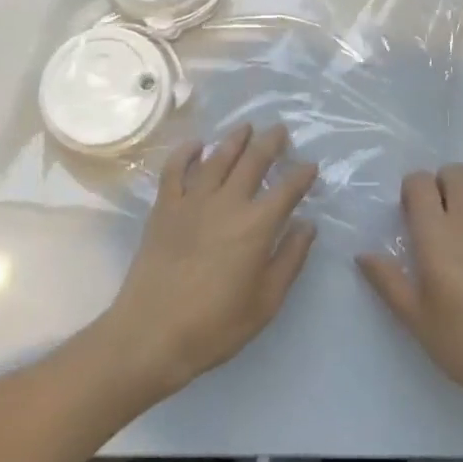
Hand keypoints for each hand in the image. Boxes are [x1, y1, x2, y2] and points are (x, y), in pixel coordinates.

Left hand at [99, 125, 317, 398]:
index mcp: (256, 225)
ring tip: (247, 127)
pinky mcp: (164, 207)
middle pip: (253, 161)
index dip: (302, 174)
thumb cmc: (215, 325)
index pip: (287, 189)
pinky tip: (196, 144)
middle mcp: (227, 202)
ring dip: (235, 139)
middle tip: (280, 130)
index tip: (310, 166)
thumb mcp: (265, 302)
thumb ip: (289, 259)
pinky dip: (186, 152)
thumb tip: (307, 224)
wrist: (151, 334)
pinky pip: (175, 169)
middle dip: (271, 142)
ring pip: (217, 158)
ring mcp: (192, 201)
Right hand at [358, 164, 462, 419]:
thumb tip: (363, 254)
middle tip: (434, 219)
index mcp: (437, 234)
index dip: (411, 190)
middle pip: (454, 172)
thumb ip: (388, 281)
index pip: (420, 182)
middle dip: (440, 184)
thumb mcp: (416, 318)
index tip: (409, 216)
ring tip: (460, 233)